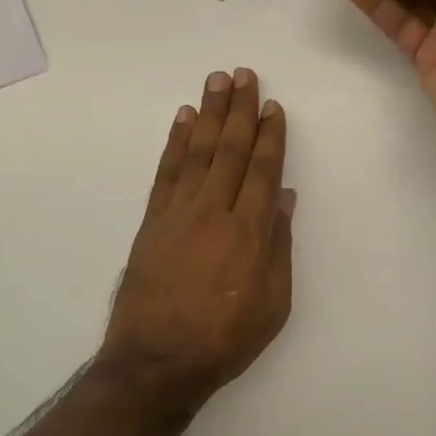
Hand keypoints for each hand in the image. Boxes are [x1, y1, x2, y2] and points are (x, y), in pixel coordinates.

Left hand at [100, 69, 294, 402]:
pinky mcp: (152, 221)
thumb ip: (278, 247)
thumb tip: (283, 199)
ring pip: (198, 152)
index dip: (270, 136)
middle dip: (240, 110)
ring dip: (208, 114)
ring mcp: (178, 213)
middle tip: (244, 74)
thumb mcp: (272, 304)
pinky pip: (166, 172)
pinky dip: (175, 144)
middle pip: (230, 150)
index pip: (263, 171)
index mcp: (250, 232)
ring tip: (216, 81)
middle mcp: (214, 211)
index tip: (273, 106)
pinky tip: (182, 120)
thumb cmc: (224, 340)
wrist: (157, 360)